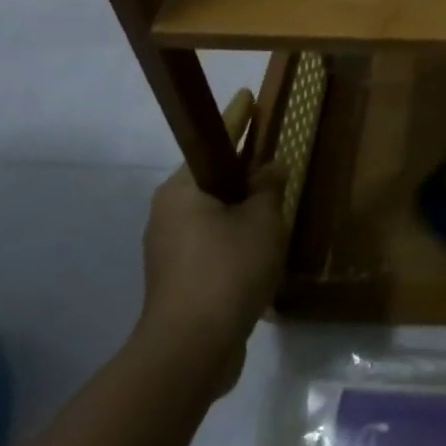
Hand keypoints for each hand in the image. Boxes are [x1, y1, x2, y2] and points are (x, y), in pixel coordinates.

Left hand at [138, 90, 287, 372]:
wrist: (191, 350)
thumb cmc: (227, 270)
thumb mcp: (261, 221)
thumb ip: (268, 188)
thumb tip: (270, 168)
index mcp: (183, 191)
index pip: (214, 142)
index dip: (237, 118)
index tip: (248, 95)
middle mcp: (169, 214)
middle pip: (213, 179)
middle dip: (244, 171)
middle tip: (274, 159)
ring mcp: (170, 250)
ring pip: (214, 214)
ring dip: (243, 209)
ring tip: (276, 205)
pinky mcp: (179, 280)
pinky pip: (213, 243)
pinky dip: (237, 239)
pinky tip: (263, 248)